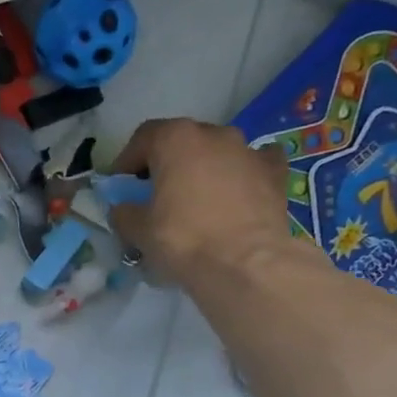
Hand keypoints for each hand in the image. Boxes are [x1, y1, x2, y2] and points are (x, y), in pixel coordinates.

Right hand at [109, 118, 298, 281]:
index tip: (121, 186)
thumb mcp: (137, 230)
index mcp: (176, 139)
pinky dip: (241, 174)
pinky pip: (253, 163)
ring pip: (216, 152)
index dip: (127, 161)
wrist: (244, 263)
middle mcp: (214, 133)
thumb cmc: (183, 239)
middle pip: (181, 141)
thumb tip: (124, 209)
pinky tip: (237, 192)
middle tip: (155, 194)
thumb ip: (124, 212)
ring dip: (202, 168)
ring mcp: (249, 150)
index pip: (143, 137)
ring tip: (195, 199)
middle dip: (165, 164)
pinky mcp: (275, 172)